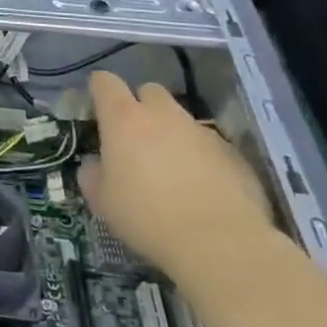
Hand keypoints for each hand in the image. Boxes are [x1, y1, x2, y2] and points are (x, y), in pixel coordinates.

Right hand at [79, 70, 275, 284]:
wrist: (220, 244)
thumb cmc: (146, 216)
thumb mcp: (102, 200)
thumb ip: (93, 173)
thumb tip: (97, 164)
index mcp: (124, 119)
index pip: (106, 82)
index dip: (99, 89)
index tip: (96, 107)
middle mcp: (164, 116)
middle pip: (149, 91)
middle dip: (140, 105)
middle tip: (135, 137)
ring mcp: (202, 132)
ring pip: (181, 119)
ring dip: (172, 133)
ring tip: (171, 167)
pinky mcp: (233, 154)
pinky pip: (208, 145)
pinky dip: (200, 157)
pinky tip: (201, 187)